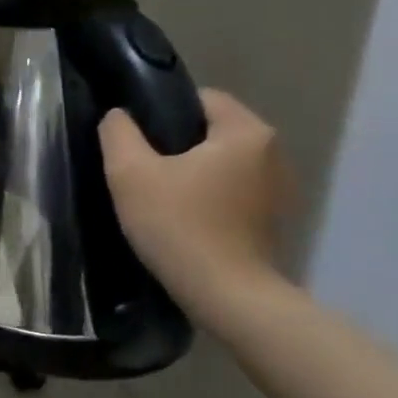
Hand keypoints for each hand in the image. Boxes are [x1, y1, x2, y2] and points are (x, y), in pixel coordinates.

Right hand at [99, 89, 290, 303]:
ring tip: (162, 197)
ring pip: (223, 162)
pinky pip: (234, 190)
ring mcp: (280, 189)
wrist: (229, 299)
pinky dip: (211, 197)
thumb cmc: (180, 226)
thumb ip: (118, 133)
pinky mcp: (275, 220)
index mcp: (246, 131)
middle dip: (177, 144)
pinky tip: (186, 220)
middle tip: (143, 170)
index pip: (202, 98)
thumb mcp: (130, 174)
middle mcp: (273, 153)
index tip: (138, 141)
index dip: (163, 112)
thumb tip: (119, 116)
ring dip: (194, 172)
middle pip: (213, 130)